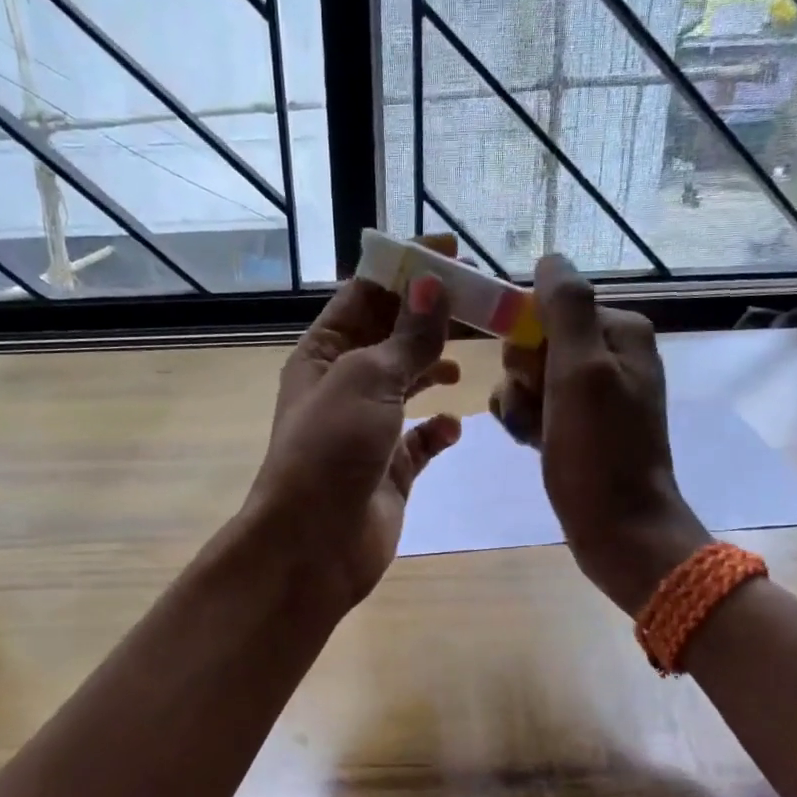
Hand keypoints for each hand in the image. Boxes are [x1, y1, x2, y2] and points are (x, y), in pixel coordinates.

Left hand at [246, 272, 461, 612]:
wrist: (314, 544)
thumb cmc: (332, 448)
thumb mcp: (369, 380)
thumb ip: (408, 336)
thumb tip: (433, 284)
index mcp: (324, 353)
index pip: (365, 295)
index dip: (405, 269)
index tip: (451, 252)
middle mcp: (344, 384)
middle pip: (392, 336)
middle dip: (431, 317)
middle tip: (482, 302)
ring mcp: (368, 428)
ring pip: (409, 384)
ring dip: (436, 368)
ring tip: (472, 358)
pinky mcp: (390, 468)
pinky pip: (421, 440)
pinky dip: (438, 429)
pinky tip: (453, 426)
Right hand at [489, 254, 709, 614]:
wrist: (619, 530)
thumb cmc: (598, 452)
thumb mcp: (580, 371)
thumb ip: (566, 308)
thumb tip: (550, 257)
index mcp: (620, 332)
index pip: (548, 307)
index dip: (528, 340)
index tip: (533, 376)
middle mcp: (610, 355)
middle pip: (535, 341)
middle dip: (523, 376)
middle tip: (540, 408)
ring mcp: (594, 392)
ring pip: (527, 375)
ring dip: (519, 403)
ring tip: (536, 434)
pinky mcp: (579, 424)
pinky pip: (534, 404)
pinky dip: (526, 422)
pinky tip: (533, 444)